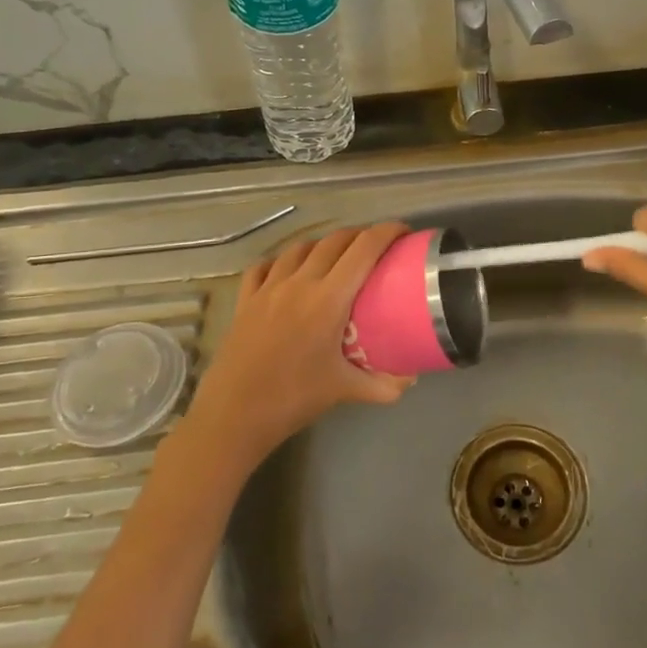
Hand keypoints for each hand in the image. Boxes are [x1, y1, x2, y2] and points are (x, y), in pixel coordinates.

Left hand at [185, 223, 414, 472]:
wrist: (233, 415)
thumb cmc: (293, 399)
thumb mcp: (345, 391)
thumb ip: (384, 384)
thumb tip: (413, 378)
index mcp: (328, 299)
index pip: (364, 250)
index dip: (387, 232)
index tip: (403, 232)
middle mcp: (299, 283)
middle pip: (335, 241)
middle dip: (360, 235)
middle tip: (377, 247)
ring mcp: (268, 288)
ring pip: (300, 248)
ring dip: (323, 244)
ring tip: (336, 257)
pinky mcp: (246, 299)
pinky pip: (265, 266)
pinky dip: (282, 261)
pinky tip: (288, 270)